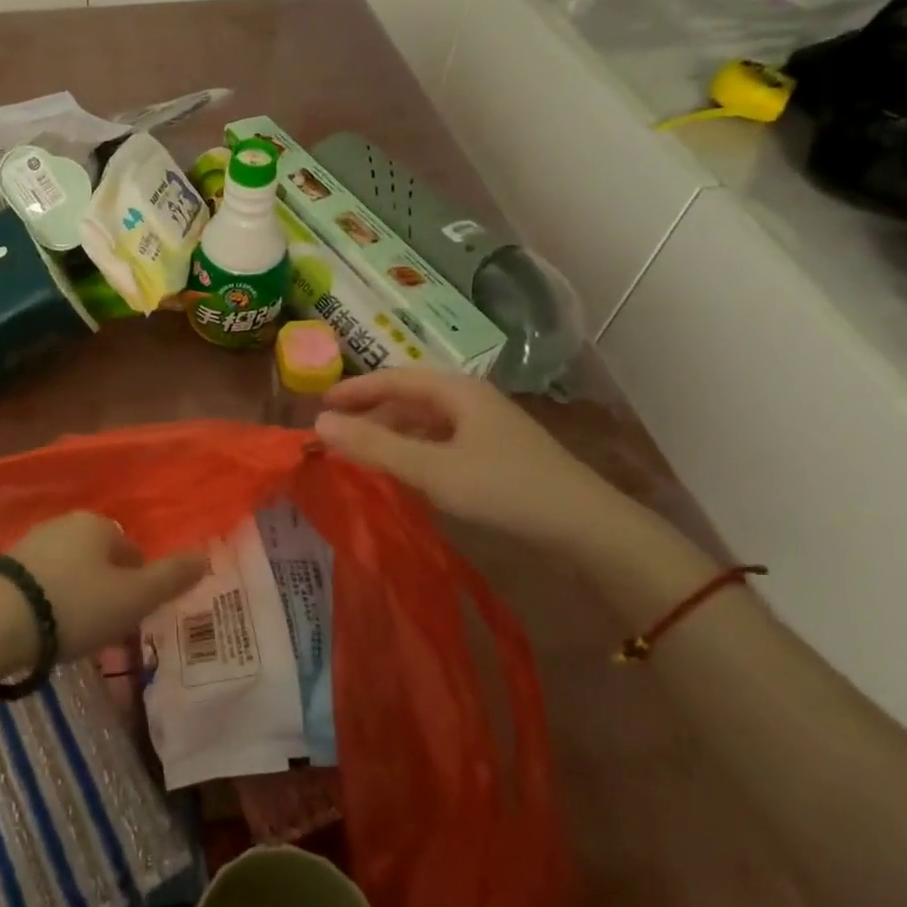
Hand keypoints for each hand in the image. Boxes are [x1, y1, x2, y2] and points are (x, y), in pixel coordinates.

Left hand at [5, 512, 208, 662]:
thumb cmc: (75, 606)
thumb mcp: (133, 598)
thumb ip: (172, 578)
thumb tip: (206, 556)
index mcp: (101, 524)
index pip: (133, 552)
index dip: (138, 586)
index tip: (130, 618)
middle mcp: (67, 522)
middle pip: (100, 558)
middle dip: (106, 589)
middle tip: (103, 628)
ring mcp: (32, 540)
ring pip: (70, 568)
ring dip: (76, 594)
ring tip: (72, 632)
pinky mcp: (4, 564)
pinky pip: (40, 581)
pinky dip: (48, 600)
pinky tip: (42, 628)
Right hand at [315, 368, 647, 551]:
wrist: (587, 528)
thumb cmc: (504, 488)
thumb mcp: (431, 469)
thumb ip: (374, 447)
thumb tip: (319, 424)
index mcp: (457, 391)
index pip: (394, 378)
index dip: (355, 388)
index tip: (320, 403)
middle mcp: (471, 400)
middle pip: (411, 397)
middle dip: (372, 411)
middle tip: (337, 430)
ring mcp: (488, 428)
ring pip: (427, 421)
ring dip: (393, 432)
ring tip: (363, 452)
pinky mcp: (498, 454)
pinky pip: (442, 442)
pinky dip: (415, 450)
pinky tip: (406, 471)